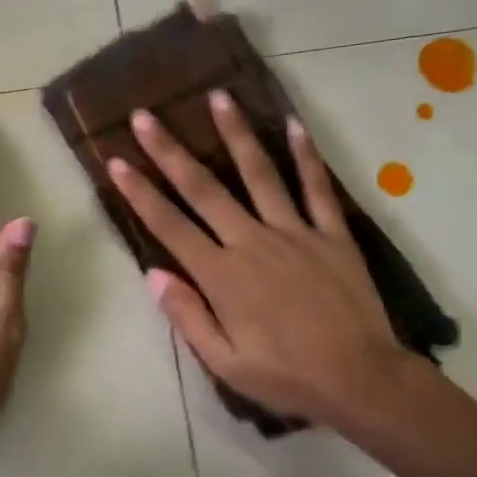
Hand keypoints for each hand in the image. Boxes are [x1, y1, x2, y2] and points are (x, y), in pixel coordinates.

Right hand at [107, 91, 409, 428]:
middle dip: (170, 151)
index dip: (140, 192)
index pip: (170, 225)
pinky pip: (317, 188)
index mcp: (222, 275)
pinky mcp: (332, 235)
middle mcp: (253, 242)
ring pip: (260, 174)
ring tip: (218, 97)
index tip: (116, 161)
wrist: (360, 379)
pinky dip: (306, 156)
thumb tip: (153, 273)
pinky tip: (294, 125)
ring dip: (235, 134)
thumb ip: (187, 315)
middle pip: (204, 189)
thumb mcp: (224, 362)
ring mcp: (295, 233)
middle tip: (147, 115)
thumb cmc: (285, 376)